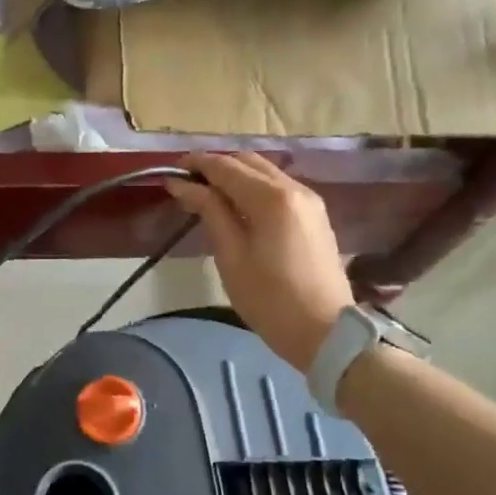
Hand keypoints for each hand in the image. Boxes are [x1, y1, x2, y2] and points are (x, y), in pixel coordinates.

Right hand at [165, 154, 353, 371]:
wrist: (325, 332)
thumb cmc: (269, 299)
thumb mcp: (231, 256)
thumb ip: (209, 212)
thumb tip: (182, 184)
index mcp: (272, 198)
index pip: (226, 167)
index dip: (196, 165)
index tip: (170, 172)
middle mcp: (294, 188)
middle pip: (248, 162)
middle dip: (215, 166)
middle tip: (186, 184)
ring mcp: (310, 200)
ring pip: (265, 172)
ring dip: (235, 175)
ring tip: (207, 195)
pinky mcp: (315, 215)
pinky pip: (279, 187)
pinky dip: (254, 187)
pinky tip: (237, 206)